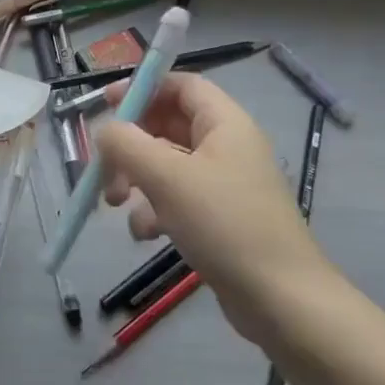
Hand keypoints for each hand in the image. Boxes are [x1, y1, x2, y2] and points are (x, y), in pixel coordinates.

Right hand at [95, 73, 333, 343]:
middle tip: (103, 163)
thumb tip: (105, 130)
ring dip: (136, 179)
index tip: (105, 103)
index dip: (142, 87)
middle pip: (168, 124)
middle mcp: (227, 146)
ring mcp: (224, 184)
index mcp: (225, 123)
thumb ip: (126, 144)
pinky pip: (176, 198)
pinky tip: (146, 234)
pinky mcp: (219, 218)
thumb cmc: (225, 225)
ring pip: (166, 164)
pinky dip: (154, 210)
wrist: (281, 300)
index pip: (181, 84)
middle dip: (131, 143)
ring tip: (115, 203)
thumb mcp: (166, 178)